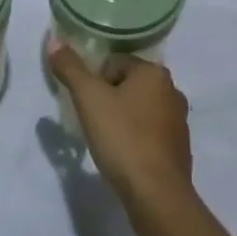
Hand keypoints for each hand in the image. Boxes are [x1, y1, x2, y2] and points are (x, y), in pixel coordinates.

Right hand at [46, 42, 192, 207]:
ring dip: (124, 120)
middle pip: (128, 85)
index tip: (88, 107)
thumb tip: (55, 40)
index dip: (95, 83)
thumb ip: (70, 68)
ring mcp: (179, 121)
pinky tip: (125, 158)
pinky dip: (137, 140)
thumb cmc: (123, 138)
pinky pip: (151, 134)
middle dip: (110, 100)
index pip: (114, 63)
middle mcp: (172, 90)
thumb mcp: (89, 99)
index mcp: (154, 72)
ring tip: (108, 142)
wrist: (157, 195)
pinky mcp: (180, 149)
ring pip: (140, 110)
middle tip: (95, 123)